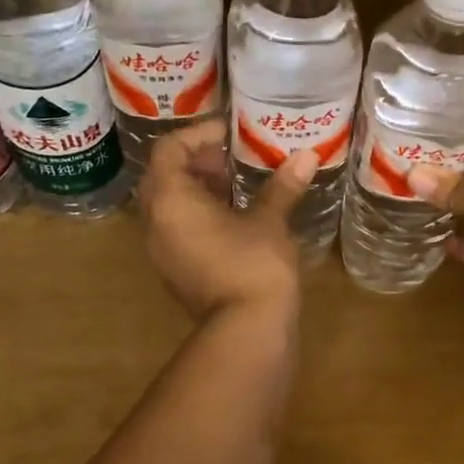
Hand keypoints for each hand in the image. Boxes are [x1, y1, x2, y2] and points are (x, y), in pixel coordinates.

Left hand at [139, 119, 318, 321]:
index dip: (199, 134)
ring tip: (235, 184)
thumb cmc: (254, 265)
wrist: (247, 330)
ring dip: (197, 189)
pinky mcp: (175, 271)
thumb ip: (282, 186)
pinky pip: (177, 229)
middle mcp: (155, 222)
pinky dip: (198, 214)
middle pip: (164, 176)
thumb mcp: (269, 221)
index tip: (230, 133)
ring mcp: (161, 250)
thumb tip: (307, 155)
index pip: (169, 149)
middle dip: (196, 161)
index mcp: (170, 199)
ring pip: (169, 205)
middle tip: (232, 157)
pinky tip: (234, 218)